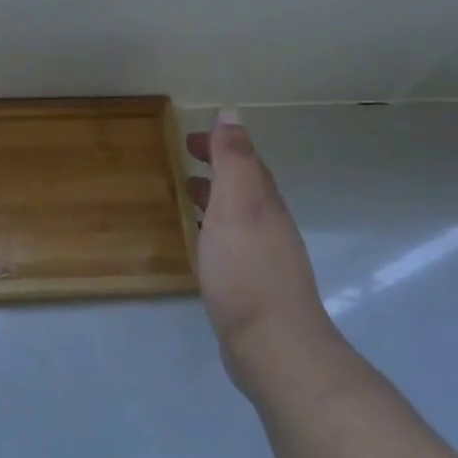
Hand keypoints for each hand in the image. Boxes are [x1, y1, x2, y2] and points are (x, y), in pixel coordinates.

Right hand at [186, 110, 339, 369]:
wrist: (272, 344)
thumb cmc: (246, 271)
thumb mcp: (237, 206)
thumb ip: (234, 161)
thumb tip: (232, 113)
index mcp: (264, 203)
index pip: (246, 162)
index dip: (221, 145)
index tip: (189, 138)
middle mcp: (269, 226)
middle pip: (245, 187)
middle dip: (218, 167)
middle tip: (185, 158)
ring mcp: (264, 258)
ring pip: (239, 216)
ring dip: (215, 198)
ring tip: (187, 195)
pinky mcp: (253, 287)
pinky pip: (232, 244)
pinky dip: (214, 230)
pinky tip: (201, 246)